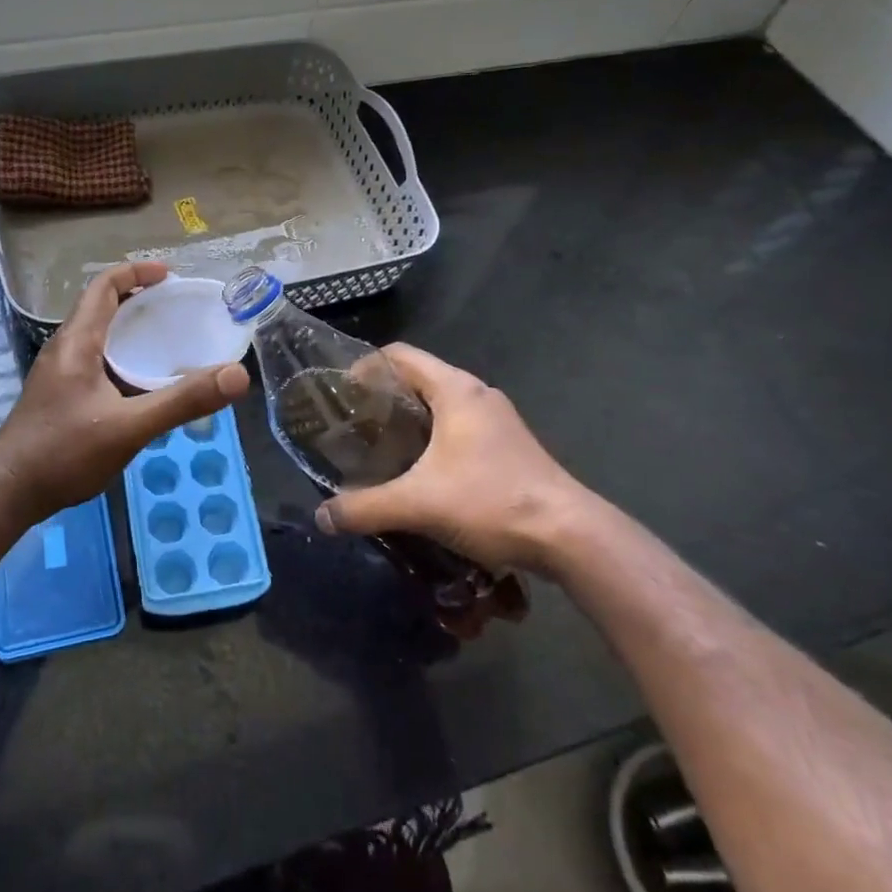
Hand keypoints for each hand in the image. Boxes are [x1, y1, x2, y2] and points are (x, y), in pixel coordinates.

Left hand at [0, 262, 250, 524]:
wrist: (8, 493)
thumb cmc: (63, 453)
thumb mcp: (128, 427)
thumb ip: (181, 401)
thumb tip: (237, 375)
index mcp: (77, 342)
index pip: (103, 287)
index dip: (135, 272)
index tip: (170, 274)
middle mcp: (65, 349)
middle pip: (102, 308)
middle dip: (140, 300)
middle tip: (178, 308)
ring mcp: (59, 374)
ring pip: (99, 337)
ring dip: (131, 330)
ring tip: (168, 341)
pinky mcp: (60, 396)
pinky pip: (96, 361)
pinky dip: (123, 358)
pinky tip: (143, 385)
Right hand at [313, 343, 605, 575]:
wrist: (570, 536)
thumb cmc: (491, 501)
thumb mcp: (419, 504)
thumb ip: (365, 508)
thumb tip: (322, 517)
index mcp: (455, 389)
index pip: (399, 355)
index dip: (364, 367)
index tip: (340, 394)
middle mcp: (477, 394)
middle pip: (418, 378)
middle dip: (382, 398)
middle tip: (352, 426)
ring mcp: (497, 420)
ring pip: (440, 405)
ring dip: (408, 421)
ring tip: (378, 449)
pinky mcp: (508, 445)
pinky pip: (458, 427)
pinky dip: (431, 438)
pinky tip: (417, 472)